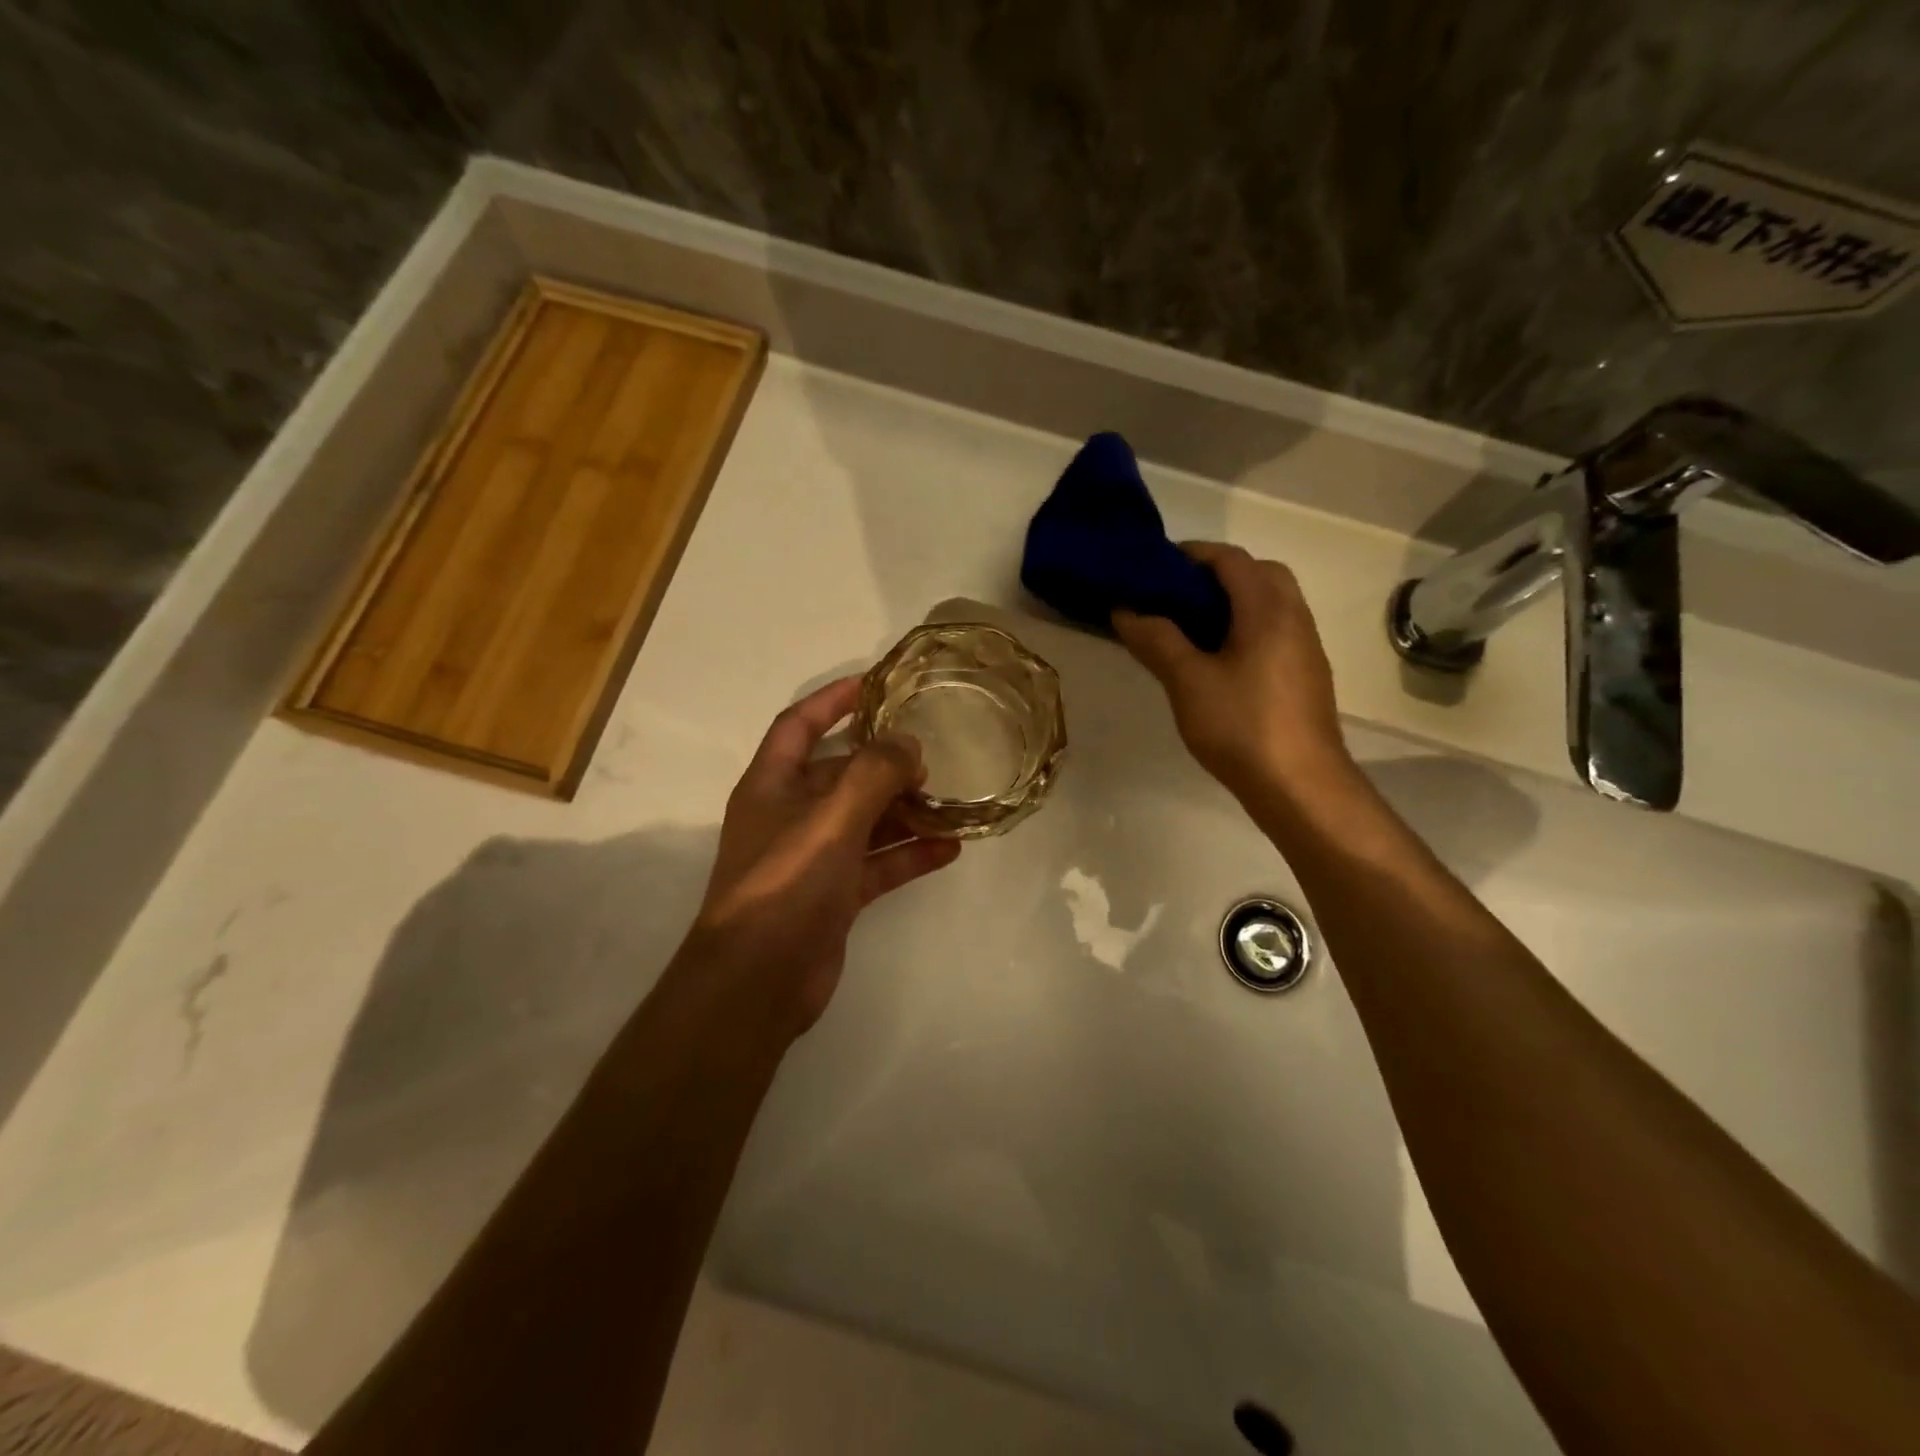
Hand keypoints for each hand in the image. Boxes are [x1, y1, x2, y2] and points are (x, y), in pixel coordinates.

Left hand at [690, 676, 960, 1034]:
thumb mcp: (831, 819)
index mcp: (773, 785)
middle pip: (841, 774)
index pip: (799, 725)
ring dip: (904, 811)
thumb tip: (908, 744)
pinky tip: (950, 849)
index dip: (832, 699)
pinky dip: (909, 854)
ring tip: (951, 801)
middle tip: (932, 756)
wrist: (759, 981)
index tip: (875, 683)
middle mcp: (791, 815)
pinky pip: (878, 863)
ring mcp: (814, 857)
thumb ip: (873, 774)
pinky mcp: (834, 895)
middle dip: (884, 763)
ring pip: (866, 820)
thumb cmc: (786, 884)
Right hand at [1113, 542, 1350, 799]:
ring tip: (1187, 629)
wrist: (1301, 787)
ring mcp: (1304, 647)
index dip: (1189, 555)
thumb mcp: (1188, 681)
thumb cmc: (1242, 727)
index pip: (1229, 558)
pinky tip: (1215, 663)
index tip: (1152, 569)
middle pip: (1257, 573)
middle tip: (1173, 598)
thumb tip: (1125, 609)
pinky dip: (1243, 629)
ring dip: (1230, 604)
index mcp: (1268, 608)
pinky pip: (1272, 632)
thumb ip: (1157, 639)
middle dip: (1214, 576)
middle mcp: (1294, 617)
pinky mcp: (1304, 675)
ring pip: (1268, 604)